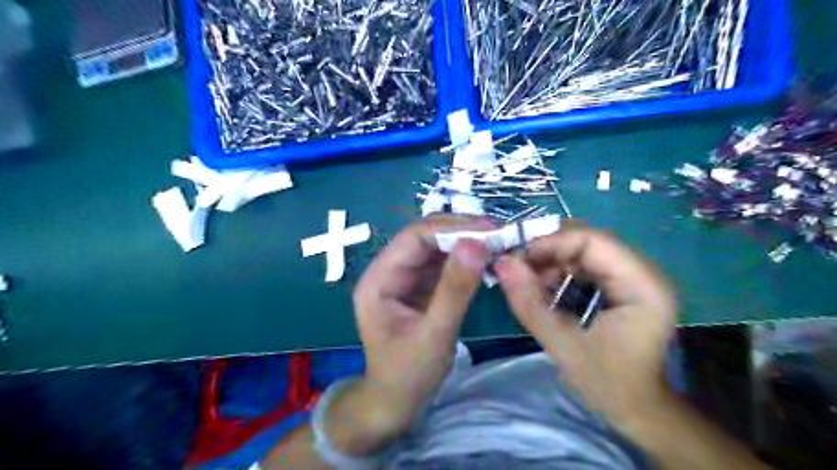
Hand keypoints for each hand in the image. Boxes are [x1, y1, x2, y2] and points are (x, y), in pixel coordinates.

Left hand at [350, 215, 490, 440]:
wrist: (396, 401)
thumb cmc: (408, 373)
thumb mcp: (434, 334)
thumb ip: (454, 289)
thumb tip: (476, 244)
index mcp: (379, 279)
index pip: (413, 238)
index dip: (451, 228)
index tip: (489, 230)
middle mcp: (388, 271)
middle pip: (424, 237)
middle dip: (460, 232)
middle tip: (499, 233)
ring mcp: (404, 278)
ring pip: (435, 247)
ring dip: (465, 242)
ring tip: (497, 242)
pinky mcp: (418, 286)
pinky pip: (441, 263)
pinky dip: (464, 259)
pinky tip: (485, 258)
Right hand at [491, 225, 675, 421]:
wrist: (636, 408)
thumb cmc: (607, 383)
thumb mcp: (561, 344)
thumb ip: (529, 302)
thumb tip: (501, 263)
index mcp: (643, 286)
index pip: (594, 241)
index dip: (552, 243)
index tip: (518, 259)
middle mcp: (644, 273)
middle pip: (589, 242)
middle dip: (549, 252)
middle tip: (519, 270)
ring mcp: (635, 277)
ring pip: (584, 251)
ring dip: (553, 262)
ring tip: (530, 283)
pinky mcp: (623, 284)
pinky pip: (586, 264)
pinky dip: (561, 272)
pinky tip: (546, 290)